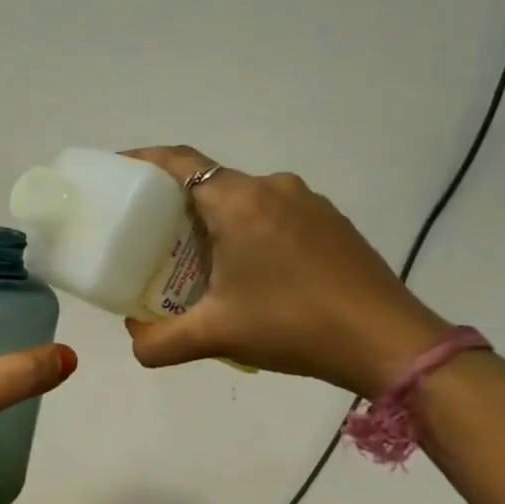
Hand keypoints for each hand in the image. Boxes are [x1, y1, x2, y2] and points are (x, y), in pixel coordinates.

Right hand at [119, 146, 449, 398]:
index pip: (179, 162)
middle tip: (148, 236)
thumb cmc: (293, 325)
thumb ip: (158, 342)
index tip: (116, 173)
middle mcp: (273, 188)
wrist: (389, 342)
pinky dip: (249, 231)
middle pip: (209, 181)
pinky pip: (275, 213)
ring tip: (197, 259)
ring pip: (244, 198)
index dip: (143, 161)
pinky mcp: (331, 222)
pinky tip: (249, 272)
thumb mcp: (215, 336)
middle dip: (174, 203)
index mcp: (239, 202)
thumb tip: (134, 340)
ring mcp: (308, 202)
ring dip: (215, 220)